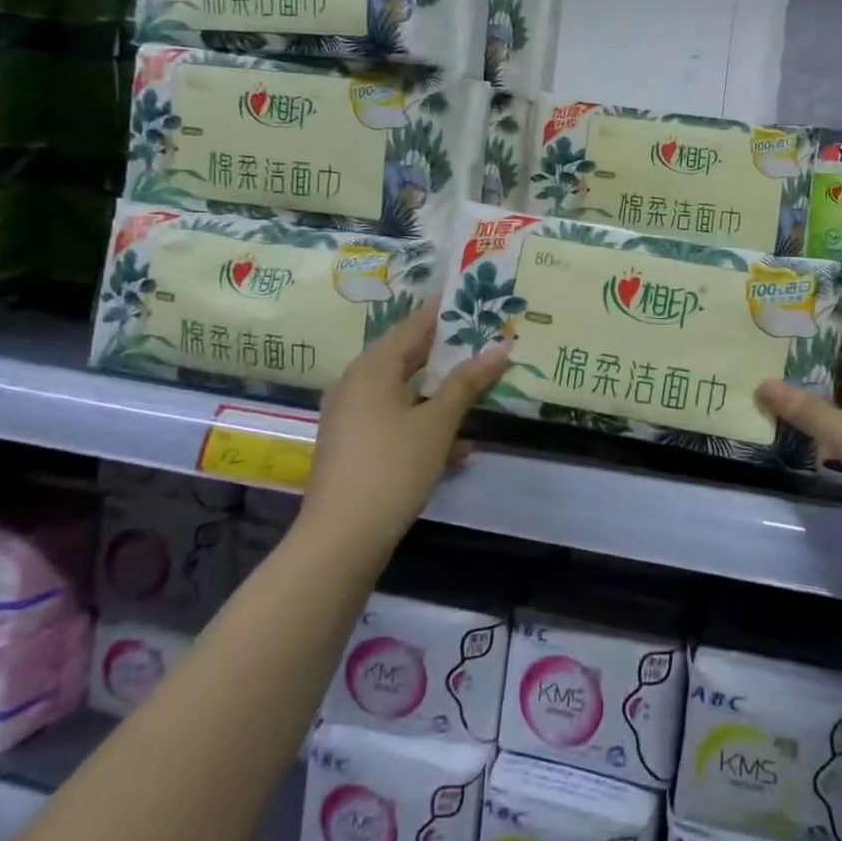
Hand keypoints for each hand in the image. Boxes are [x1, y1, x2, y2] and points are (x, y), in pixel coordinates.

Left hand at [299, 301, 511, 549]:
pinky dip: (424, 426)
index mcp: (373, 368)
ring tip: (480, 393)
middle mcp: (356, 384)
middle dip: (448, 356)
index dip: (445, 313)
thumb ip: (467, 384)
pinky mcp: (355, 447)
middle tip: (486, 345)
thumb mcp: (437, 423)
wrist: (341, 538)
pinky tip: (458, 449)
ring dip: (440, 395)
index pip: (414, 325)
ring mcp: (352, 417)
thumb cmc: (393, 467)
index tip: (475, 302)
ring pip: (405, 393)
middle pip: (408, 358)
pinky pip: (395, 422)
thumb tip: (500, 348)